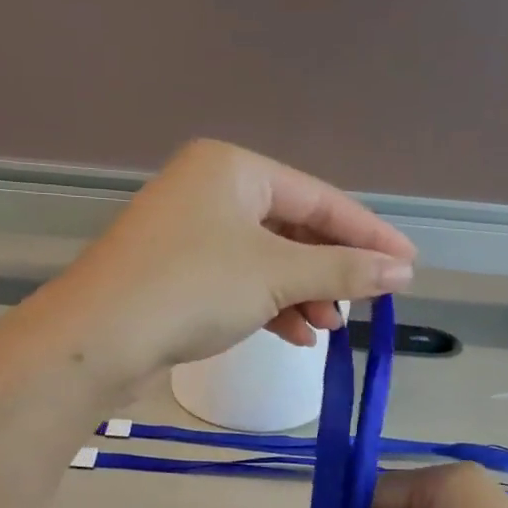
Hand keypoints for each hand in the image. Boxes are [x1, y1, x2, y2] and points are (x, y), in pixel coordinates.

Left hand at [47, 140, 415, 378]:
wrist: (99, 338)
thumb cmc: (193, 288)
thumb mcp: (276, 275)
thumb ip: (342, 271)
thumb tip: (401, 271)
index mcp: (233, 168)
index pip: (319, 198)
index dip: (368, 234)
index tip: (408, 266)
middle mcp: (209, 190)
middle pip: (292, 228)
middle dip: (328, 271)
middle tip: (362, 305)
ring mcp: (188, 233)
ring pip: (266, 260)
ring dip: (301, 293)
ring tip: (328, 327)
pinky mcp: (176, 273)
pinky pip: (238, 282)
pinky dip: (269, 306)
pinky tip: (295, 335)